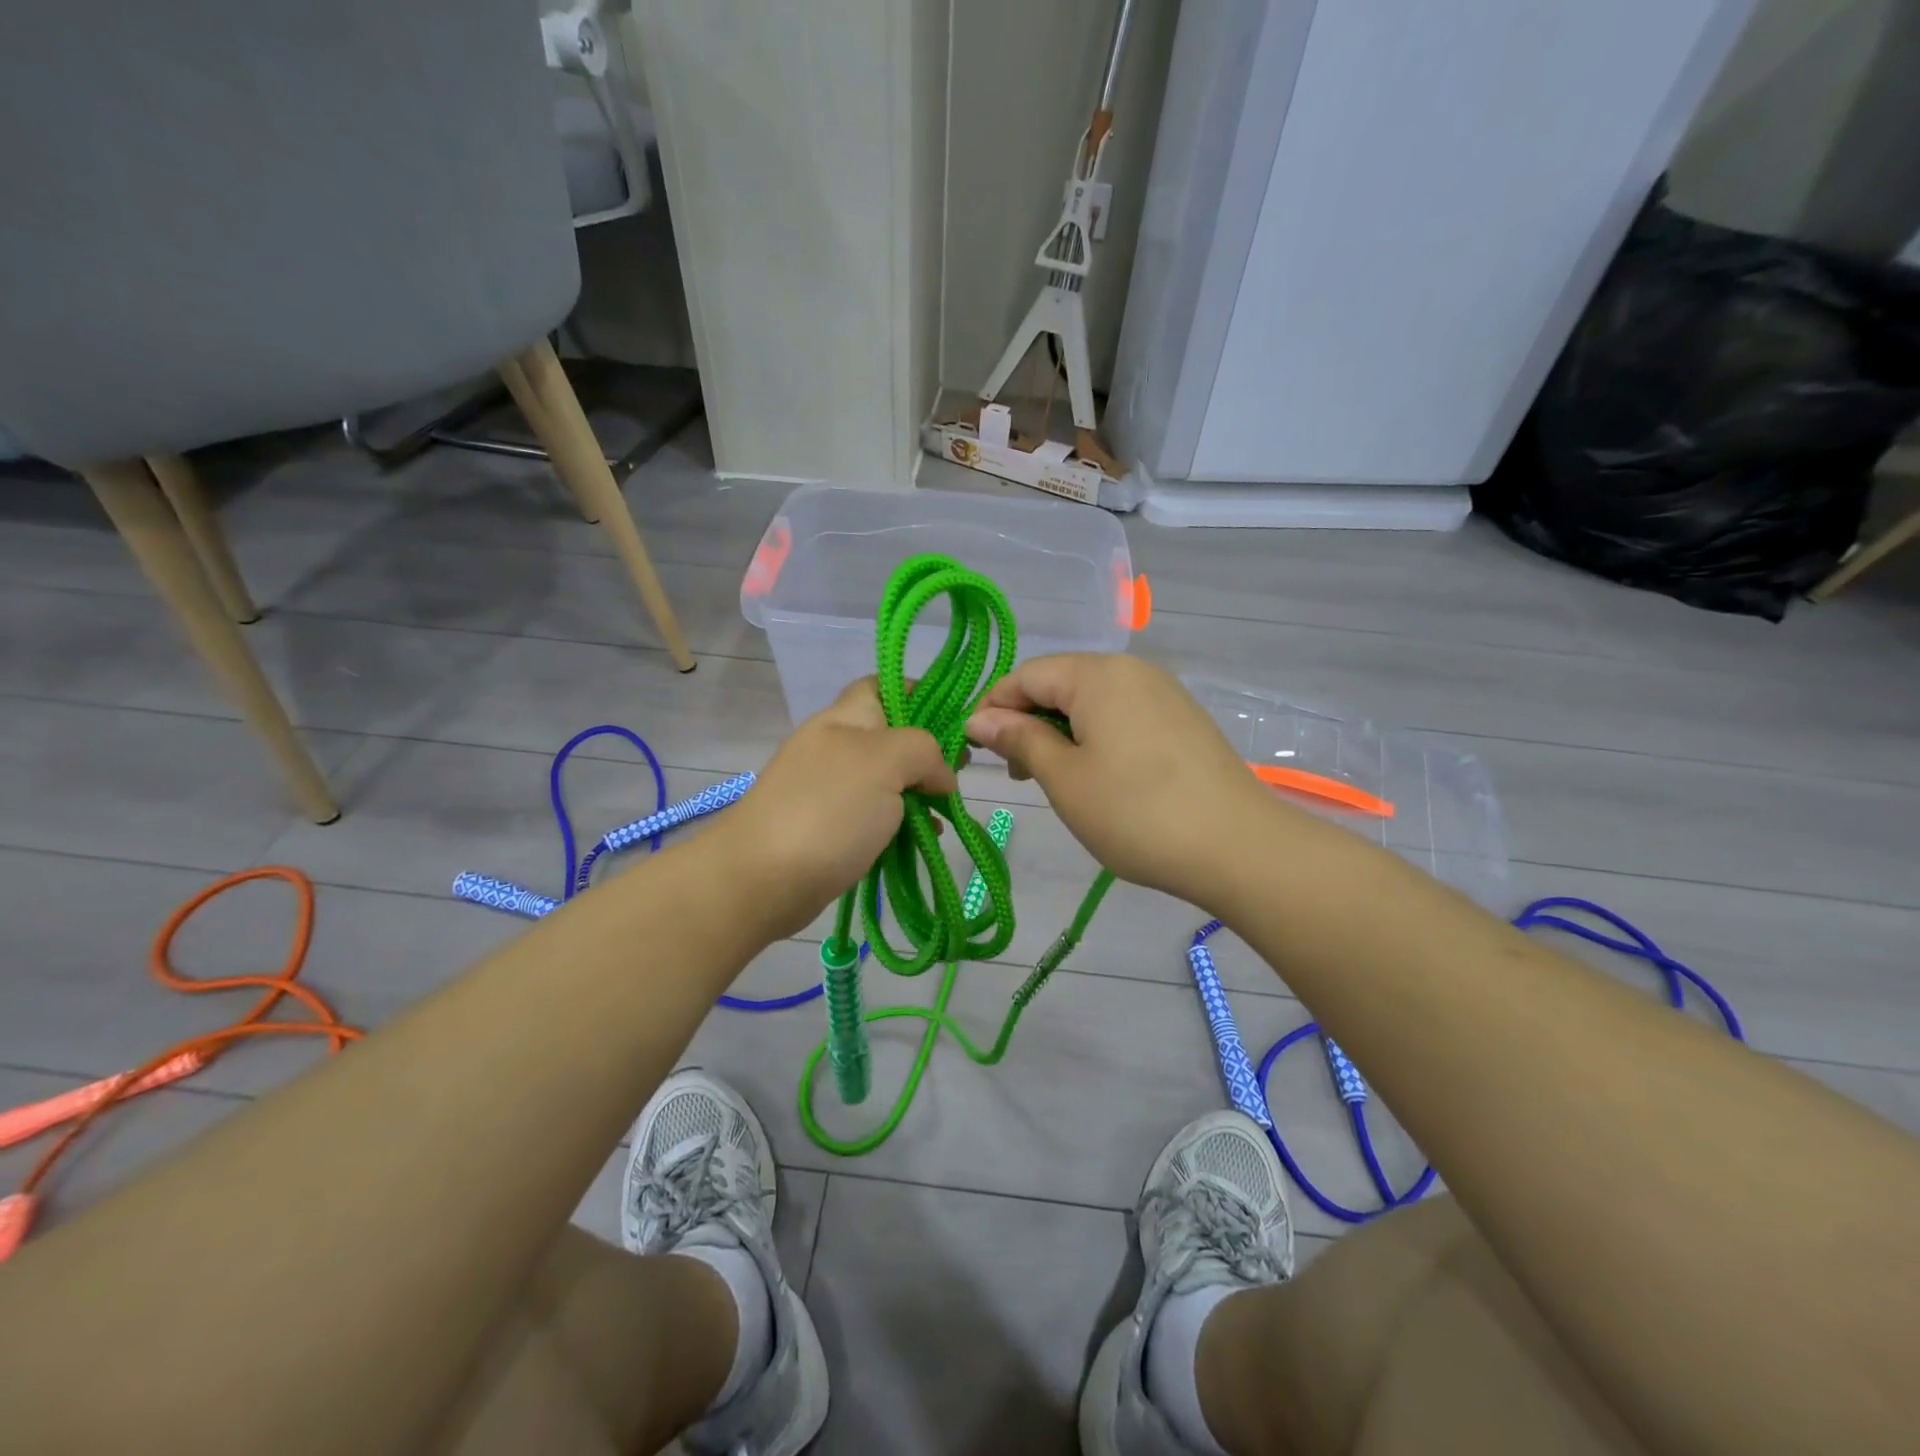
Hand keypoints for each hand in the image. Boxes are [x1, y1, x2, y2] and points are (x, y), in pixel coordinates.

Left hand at [718, 679, 955, 938]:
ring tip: (945, 813)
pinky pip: (872, 816)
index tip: (954, 722)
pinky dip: (899, 824)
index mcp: (846, 719)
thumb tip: (941, 776)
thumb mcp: (885, 762)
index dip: (920, 694)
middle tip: (957, 775)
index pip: (884, 686)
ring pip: (885, 780)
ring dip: (917, 793)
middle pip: (891, 736)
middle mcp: (836, 746)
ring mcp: (828, 789)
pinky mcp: (827, 828)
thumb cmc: (827, 809)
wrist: (761, 878)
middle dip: (928, 753)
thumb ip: (924, 751)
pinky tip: (920, 839)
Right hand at [965, 654, 1277, 906]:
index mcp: (1097, 674)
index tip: (975, 748)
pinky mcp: (1182, 719)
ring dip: (1061, 731)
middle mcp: (1131, 670)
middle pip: (1060, 683)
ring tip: (1053, 778)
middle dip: (1028, 720)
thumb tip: (978, 718)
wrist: (1237, 847)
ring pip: (1092, 700)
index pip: (1026, 675)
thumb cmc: (1135, 812)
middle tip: (1016, 771)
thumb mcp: (1064, 778)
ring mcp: (1163, 692)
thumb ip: (1019, 739)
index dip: (993, 707)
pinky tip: (1097, 775)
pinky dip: (1096, 737)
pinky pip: (1123, 714)